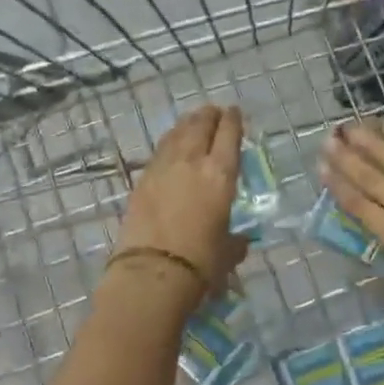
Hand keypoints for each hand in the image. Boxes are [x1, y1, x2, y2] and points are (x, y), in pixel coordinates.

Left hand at [117, 105, 245, 299]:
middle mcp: (193, 161)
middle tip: (214, 112)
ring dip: (188, 123)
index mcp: (221, 174)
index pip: (229, 134)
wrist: (152, 272)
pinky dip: (170, 141)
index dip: (232, 120)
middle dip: (209, 115)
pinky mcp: (142, 178)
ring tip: (193, 120)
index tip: (234, 113)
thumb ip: (236, 241)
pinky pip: (160, 149)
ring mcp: (164, 167)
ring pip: (177, 133)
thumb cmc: (200, 263)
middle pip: (200, 125)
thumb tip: (240, 241)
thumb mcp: (227, 252)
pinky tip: (171, 143)